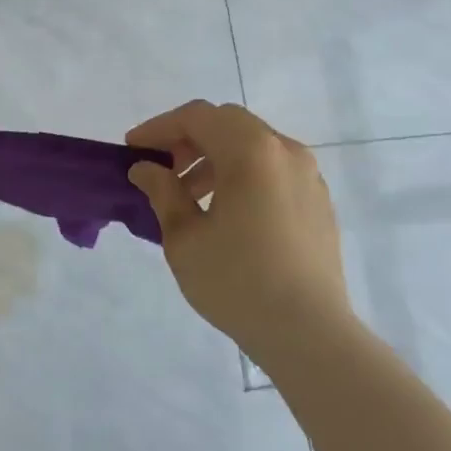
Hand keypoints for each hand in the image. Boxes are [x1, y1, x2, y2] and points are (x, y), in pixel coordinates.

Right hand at [126, 100, 351, 357]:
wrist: (310, 333)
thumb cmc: (237, 281)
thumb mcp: (184, 237)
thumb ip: (162, 192)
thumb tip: (146, 168)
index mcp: (250, 151)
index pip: (196, 117)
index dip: (158, 128)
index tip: (132, 150)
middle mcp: (285, 151)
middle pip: (228, 123)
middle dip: (188, 139)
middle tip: (161, 168)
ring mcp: (308, 175)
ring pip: (253, 145)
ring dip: (215, 157)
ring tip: (190, 196)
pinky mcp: (318, 201)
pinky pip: (273, 169)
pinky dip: (242, 174)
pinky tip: (226, 212)